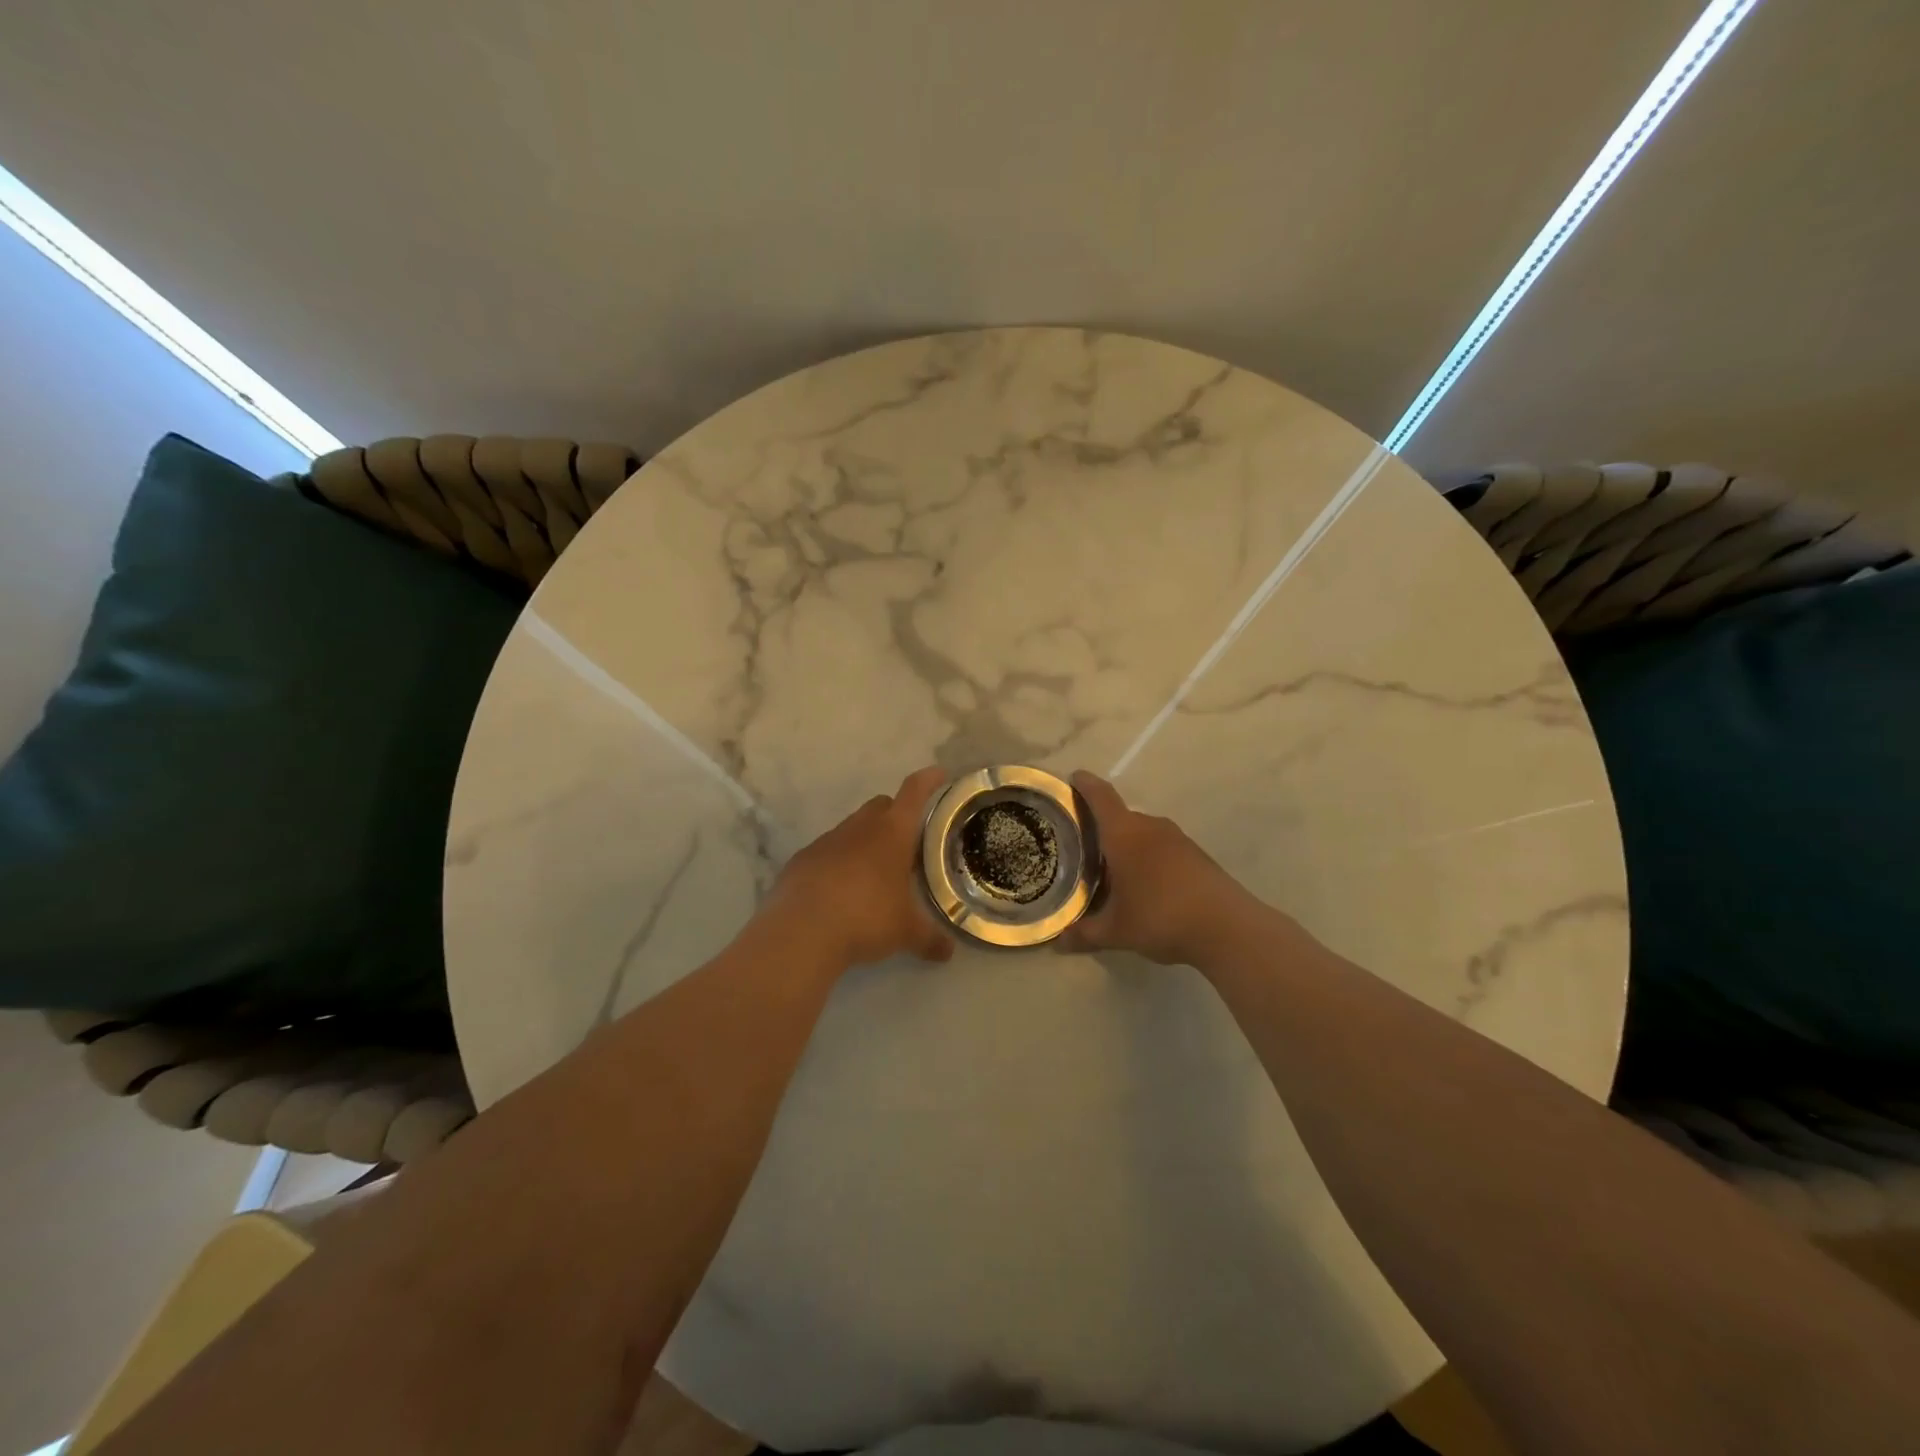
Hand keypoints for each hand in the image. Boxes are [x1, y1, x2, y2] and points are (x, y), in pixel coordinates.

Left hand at [763, 766, 955, 970]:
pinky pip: (827, 852)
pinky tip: (840, 890)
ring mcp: (827, 841)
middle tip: (906, 840)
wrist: (801, 932)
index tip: (938, 773)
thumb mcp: (905, 932)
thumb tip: (949, 953)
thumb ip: (929, 939)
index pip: (914, 793)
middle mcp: (860, 828)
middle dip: (895, 814)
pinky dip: (838, 862)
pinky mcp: (801, 860)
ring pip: (852, 828)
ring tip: (874, 872)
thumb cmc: (866, 919)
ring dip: (865, 841)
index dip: (928, 781)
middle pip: (881, 805)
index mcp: (892, 833)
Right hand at [1061, 771, 1247, 965]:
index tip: (1073, 778)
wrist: (1228, 928)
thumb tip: (1058, 941)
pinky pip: (1162, 848)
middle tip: (1082, 847)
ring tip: (1112, 871)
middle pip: (1120, 816)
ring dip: (1127, 846)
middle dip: (1101, 828)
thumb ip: (1084, 933)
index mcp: (1124, 833)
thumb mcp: (1116, 931)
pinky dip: (1149, 858)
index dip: (1085, 784)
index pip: (1100, 796)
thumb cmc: (1160, 917)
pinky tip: (1146, 885)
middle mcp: (1150, 826)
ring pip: (1143, 833)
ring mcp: (1178, 839)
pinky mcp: (1197, 854)